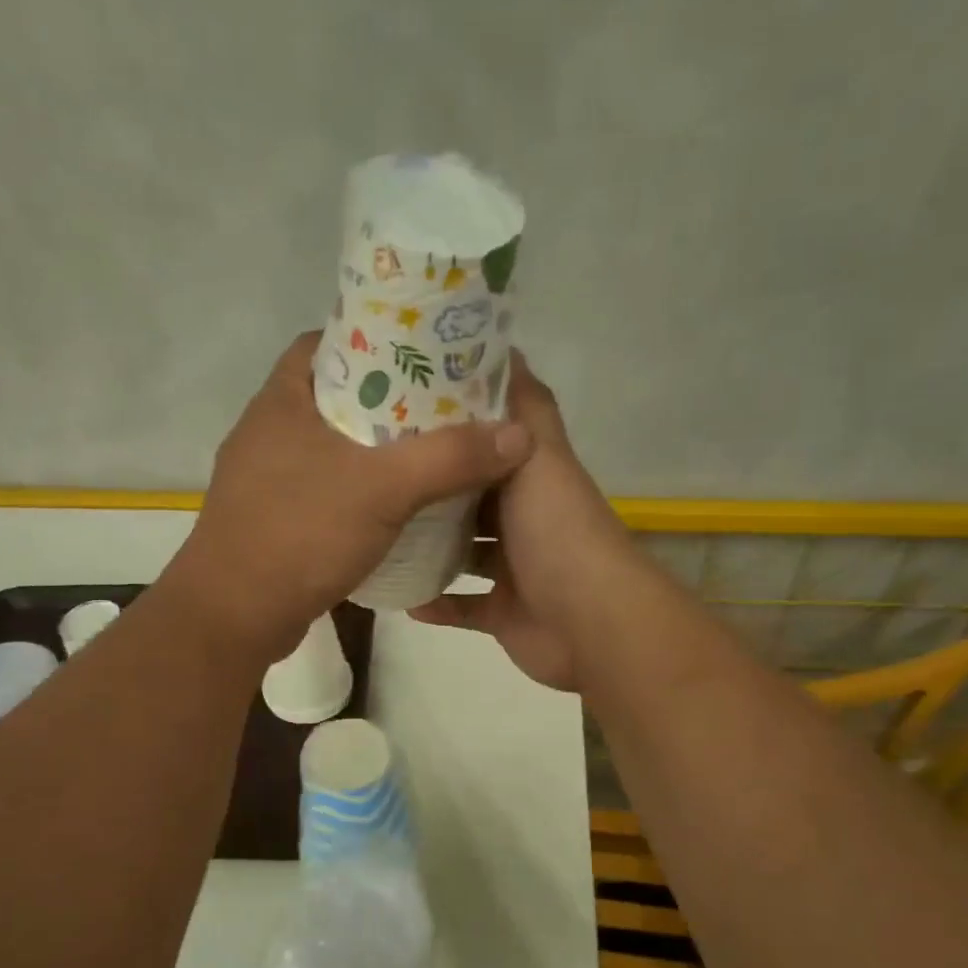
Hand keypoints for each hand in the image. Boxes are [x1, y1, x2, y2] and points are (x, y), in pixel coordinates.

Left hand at [169, 332, 533, 661]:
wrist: (234, 616)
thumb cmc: (300, 534)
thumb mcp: (383, 488)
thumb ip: (450, 458)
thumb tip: (518, 434)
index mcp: (282, 400)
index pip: (327, 342)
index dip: (376, 339)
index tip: (424, 353)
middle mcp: (269, 431)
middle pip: (338, 396)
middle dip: (390, 400)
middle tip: (445, 407)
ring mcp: (267, 479)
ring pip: (333, 447)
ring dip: (377, 451)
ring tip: (432, 453)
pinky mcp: (274, 519)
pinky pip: (326, 489)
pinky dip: (360, 491)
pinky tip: (397, 506)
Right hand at [408, 351, 639, 691]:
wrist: (590, 621)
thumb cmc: (557, 532)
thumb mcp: (540, 455)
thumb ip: (523, 408)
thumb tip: (504, 346)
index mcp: (534, 477)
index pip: (493, 442)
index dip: (456, 424)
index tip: (405, 408)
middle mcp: (526, 519)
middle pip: (472, 497)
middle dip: (433, 487)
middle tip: (377, 472)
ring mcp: (515, 568)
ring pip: (464, 552)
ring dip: (429, 547)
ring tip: (380, 532)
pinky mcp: (504, 612)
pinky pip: (462, 606)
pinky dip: (436, 602)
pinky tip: (402, 595)